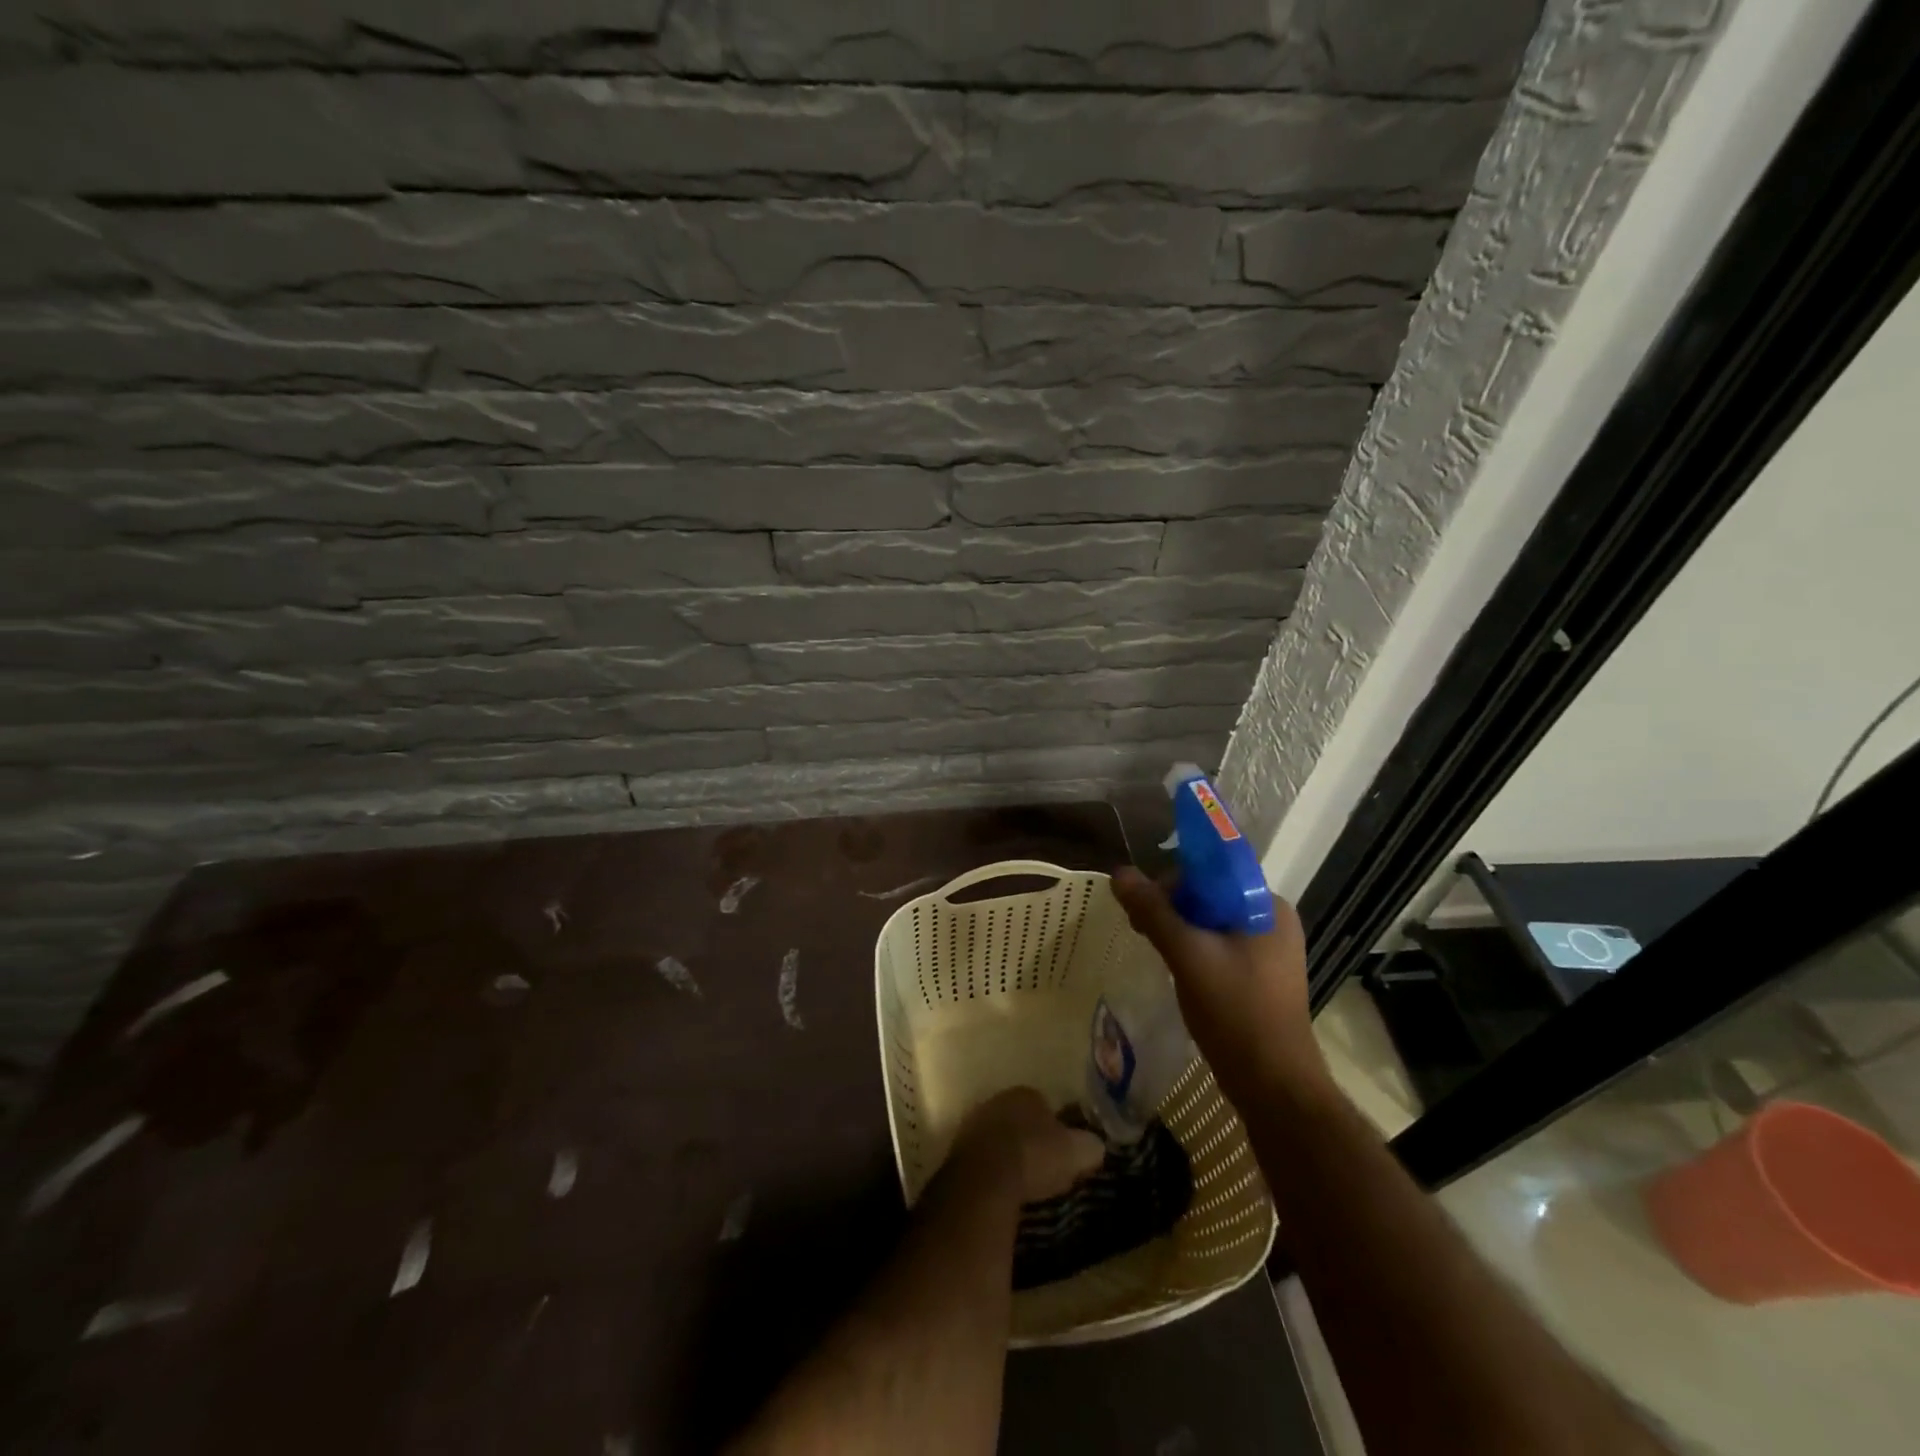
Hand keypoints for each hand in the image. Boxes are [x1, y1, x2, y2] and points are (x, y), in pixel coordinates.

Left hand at [943, 1087, 1104, 1205]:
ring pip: (998, 1136)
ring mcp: (973, 1123)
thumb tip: (1096, 1146)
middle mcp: (997, 1100)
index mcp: (1025, 1094)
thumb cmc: (1035, 1155)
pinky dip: (992, 1170)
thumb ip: (1088, 1146)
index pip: (1043, 1104)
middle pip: (1018, 1119)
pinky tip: (1002, 1189)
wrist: (986, 1177)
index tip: (1061, 1151)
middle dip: (1029, 1138)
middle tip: (1042, 1166)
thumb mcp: (1075, 1152)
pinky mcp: (958, 1149)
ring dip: (1008, 1154)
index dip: (1054, 1128)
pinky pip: (982, 1157)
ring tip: (1023, 1182)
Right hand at [1110, 866, 1328, 1109]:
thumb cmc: (1235, 1012)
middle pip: (1210, 893)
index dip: (1174, 878)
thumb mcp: (1187, 955)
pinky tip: (1174, 965)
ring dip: (1179, 928)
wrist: (1274, 1085)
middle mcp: (1272, 919)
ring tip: (1152, 946)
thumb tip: (1119, 873)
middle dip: (1172, 905)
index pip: (1213, 869)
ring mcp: (1269, 949)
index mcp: (1267, 905)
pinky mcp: (1260, 975)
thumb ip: (1153, 911)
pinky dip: (1194, 948)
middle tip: (1140, 928)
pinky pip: (1220, 944)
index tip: (1143, 901)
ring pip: (1212, 921)